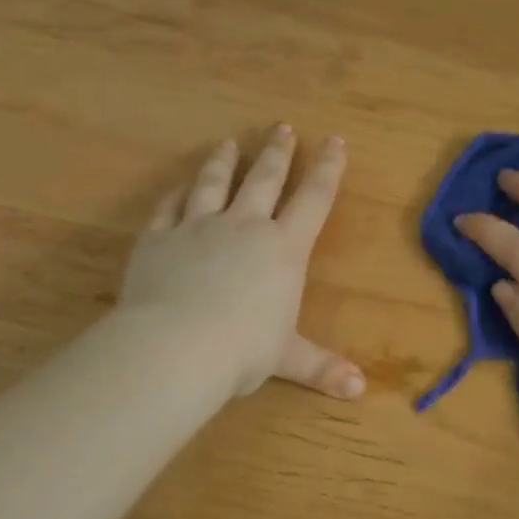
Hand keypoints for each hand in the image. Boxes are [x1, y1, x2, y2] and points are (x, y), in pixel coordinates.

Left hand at [120, 125, 363, 402]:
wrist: (176, 345)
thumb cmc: (243, 350)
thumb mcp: (287, 358)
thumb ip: (322, 367)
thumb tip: (360, 390)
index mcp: (283, 249)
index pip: (314, 200)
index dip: (328, 169)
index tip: (335, 141)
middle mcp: (244, 227)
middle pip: (265, 179)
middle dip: (278, 152)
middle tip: (282, 127)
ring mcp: (198, 227)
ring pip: (214, 183)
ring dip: (225, 161)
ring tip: (229, 142)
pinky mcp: (158, 238)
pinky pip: (169, 206)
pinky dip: (177, 192)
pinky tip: (180, 184)